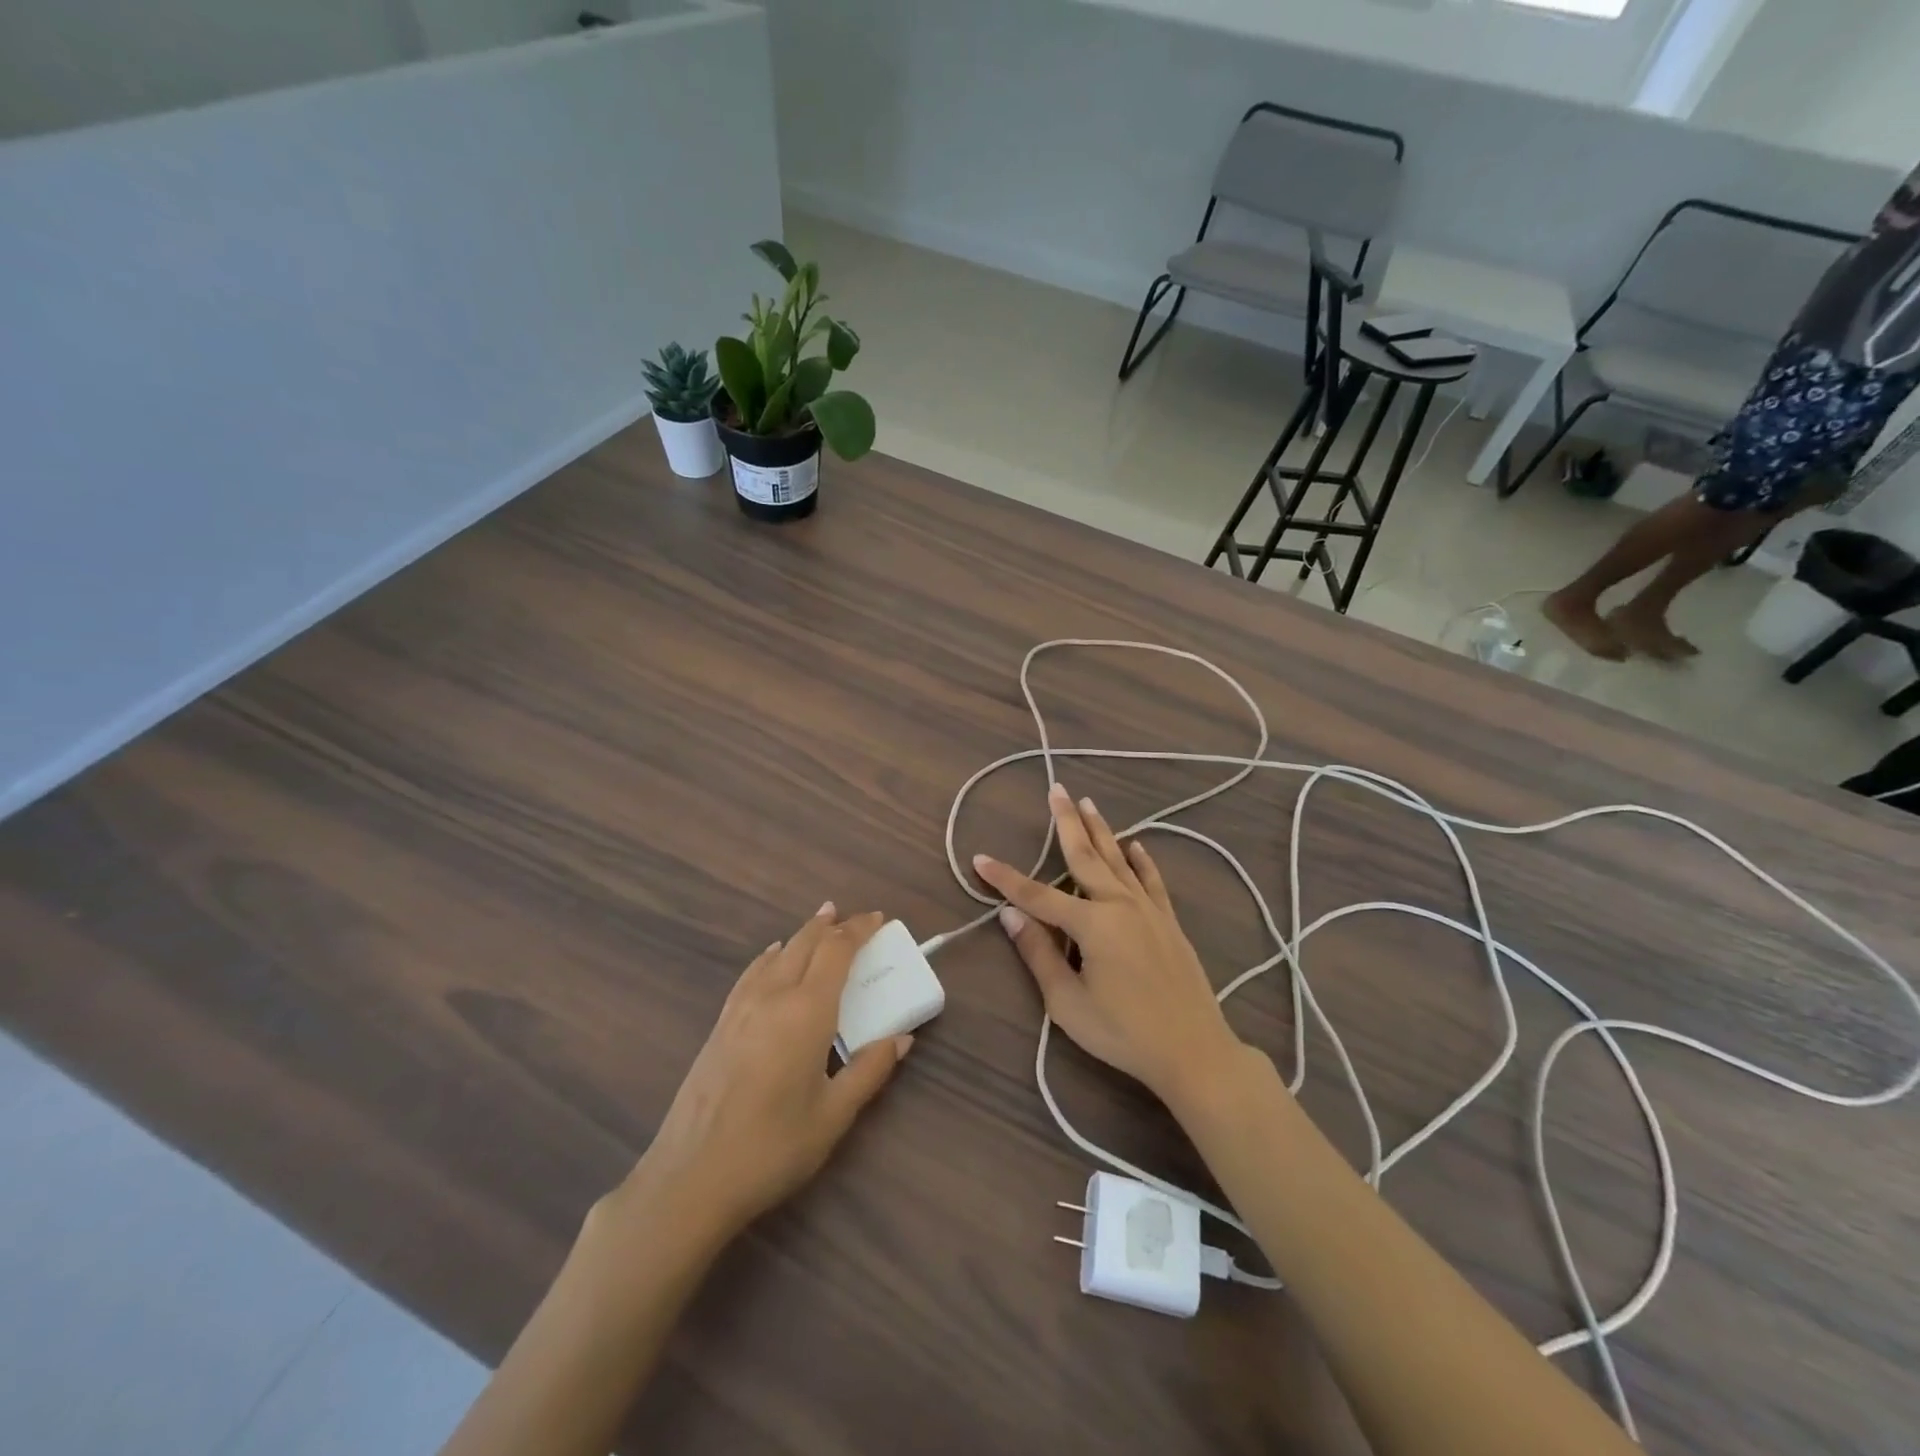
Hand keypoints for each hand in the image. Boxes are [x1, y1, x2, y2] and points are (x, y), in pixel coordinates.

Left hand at [605, 907, 911, 1246]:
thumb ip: (870, 1070)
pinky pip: (752, 972)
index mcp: (806, 1011)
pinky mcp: (720, 1025)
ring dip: (803, 934)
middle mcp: (773, 996)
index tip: (878, 918)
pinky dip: (772, 955)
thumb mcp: (834, 1116)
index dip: (859, 929)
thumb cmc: (772, 1148)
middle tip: (856, 919)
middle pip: (805, 942)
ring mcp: (740, 1008)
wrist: (690, 1178)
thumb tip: (902, 1038)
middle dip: (832, 925)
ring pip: (777, 953)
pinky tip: (772, 957)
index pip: (837, 951)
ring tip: (821, 924)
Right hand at [973, 784, 1244, 1110]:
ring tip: (1088, 803)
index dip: (1006, 878)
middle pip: (1085, 856)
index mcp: (1092, 924)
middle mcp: (1120, 905)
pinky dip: (1141, 859)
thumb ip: (1039, 955)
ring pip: (1118, 859)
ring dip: (1101, 830)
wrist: (1194, 1050)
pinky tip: (1135, 844)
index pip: (1037, 895)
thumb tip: (1009, 915)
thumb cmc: (1123, 1033)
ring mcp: (1148, 909)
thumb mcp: (1068, 1003)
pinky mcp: (1169, 921)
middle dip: (1066, 822)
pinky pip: (1151, 880)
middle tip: (1056, 790)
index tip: (980, 858)